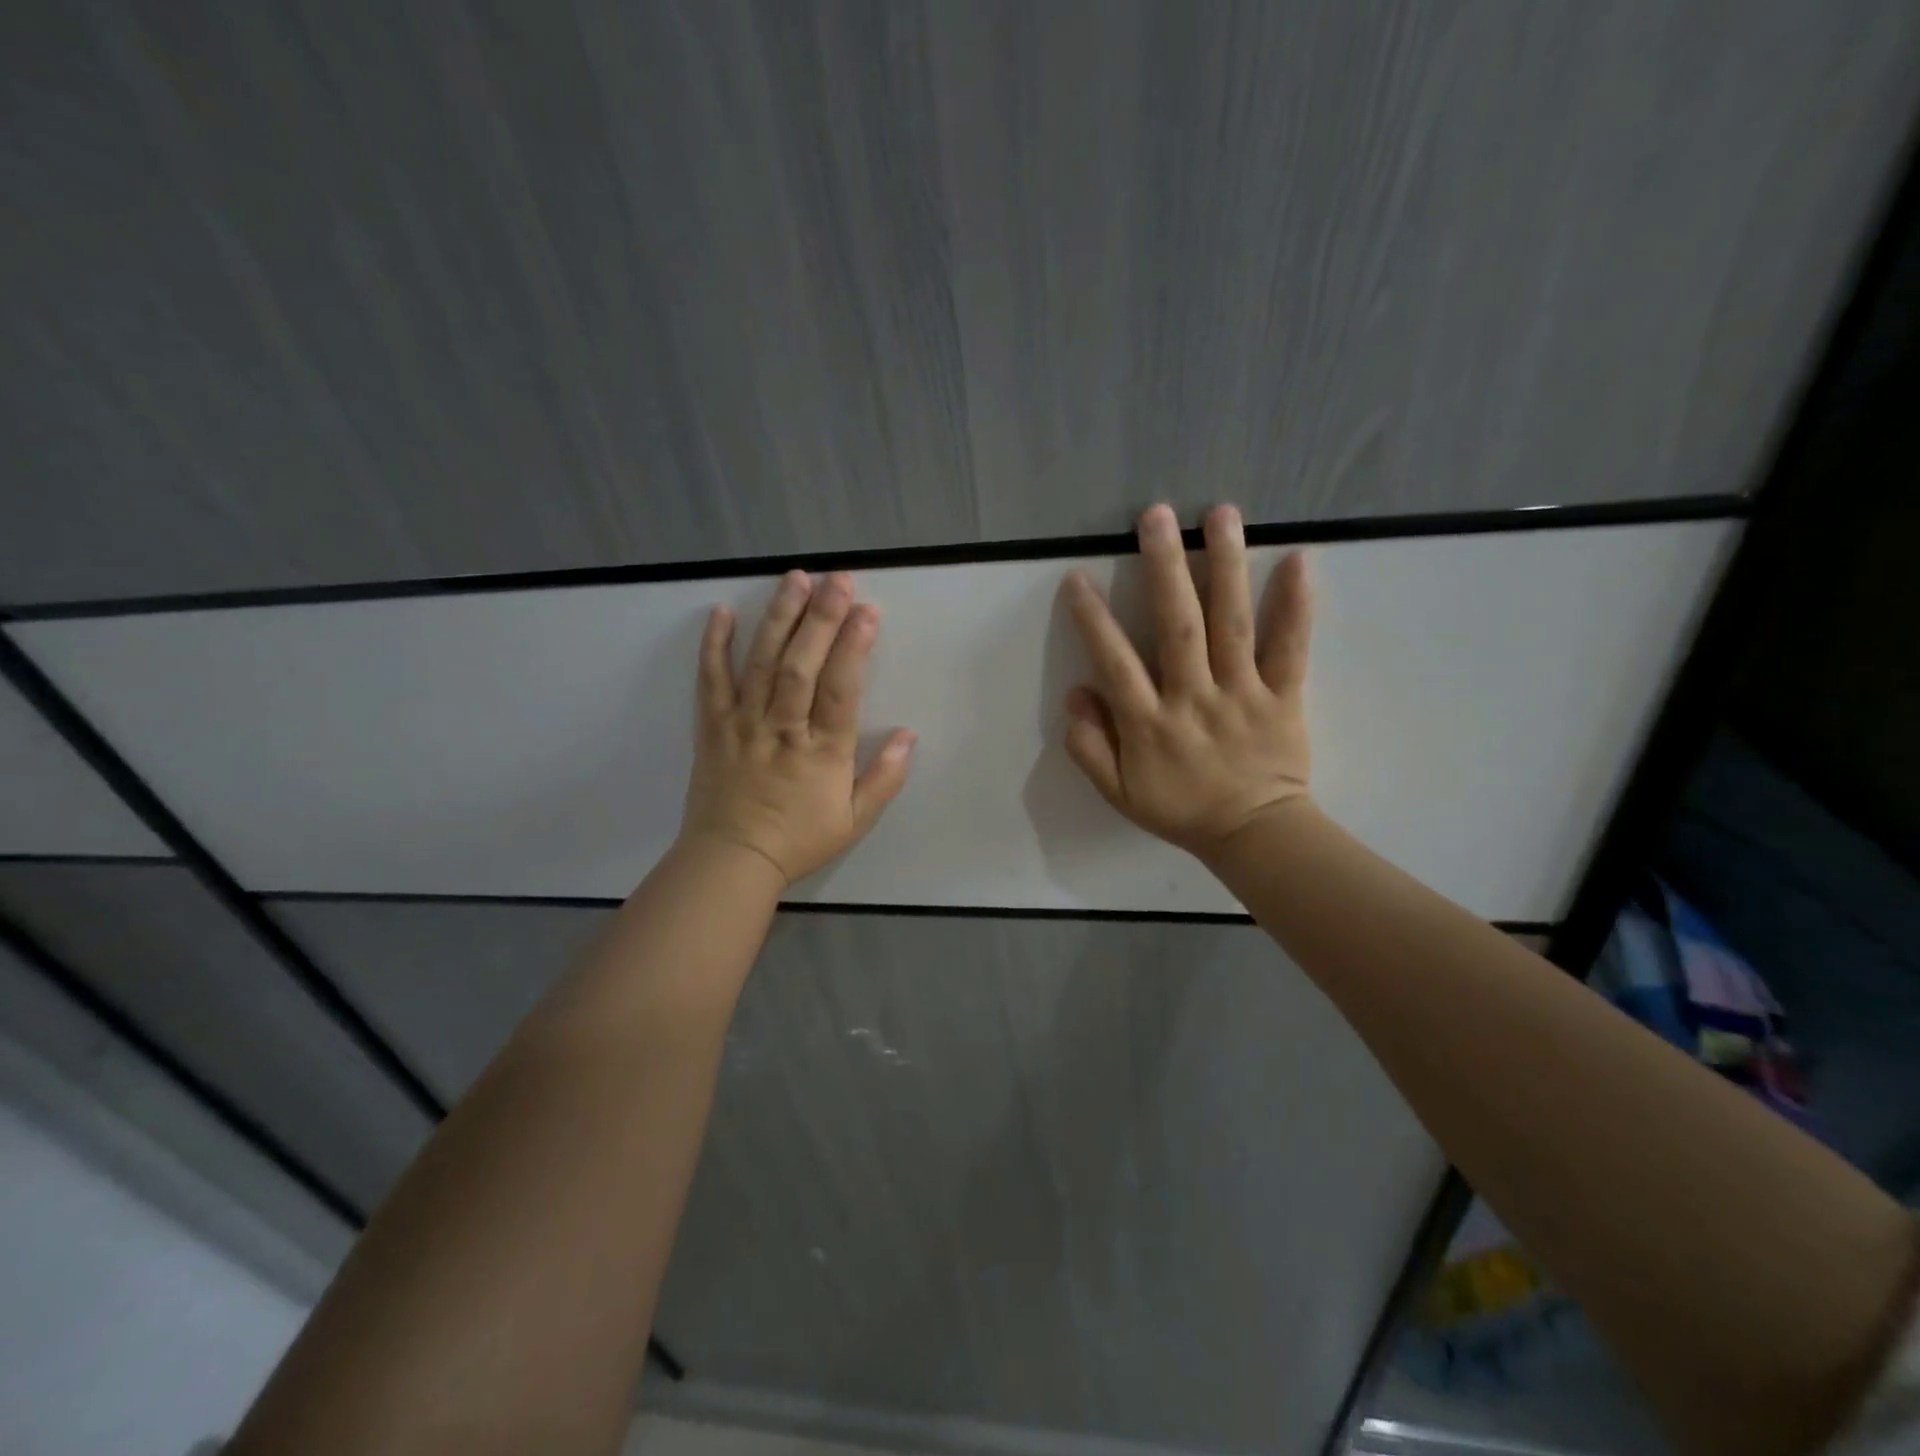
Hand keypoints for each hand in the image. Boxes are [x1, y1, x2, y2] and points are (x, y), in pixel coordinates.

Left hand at [680, 570, 914, 885]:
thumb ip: (884, 778)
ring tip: (795, 579)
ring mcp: (743, 724)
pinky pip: (711, 681)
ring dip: (779, 618)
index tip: (868, 611)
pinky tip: (722, 612)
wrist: (731, 861)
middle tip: (837, 579)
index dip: (855, 648)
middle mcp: (782, 729)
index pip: (840, 690)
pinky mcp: (713, 726)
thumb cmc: (798, 840)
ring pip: (762, 664)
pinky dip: (714, 646)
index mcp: (821, 752)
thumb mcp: (854, 821)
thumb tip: (909, 735)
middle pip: (801, 666)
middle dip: (821, 620)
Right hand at [1062, 503, 1312, 863]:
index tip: (1077, 578)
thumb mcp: (1119, 792)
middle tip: (1156, 515)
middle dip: (1164, 568)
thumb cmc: (1182, 809)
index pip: (1115, 661)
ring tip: (1220, 514)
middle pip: (1177, 626)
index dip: (1093, 619)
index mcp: (1149, 723)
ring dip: (1225, 566)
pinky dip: (1295, 607)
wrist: (1254, 834)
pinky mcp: (1283, 697)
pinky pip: (1290, 649)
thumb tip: (1076, 693)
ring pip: (1231, 624)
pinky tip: (1297, 561)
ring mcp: (1242, 694)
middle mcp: (1193, 698)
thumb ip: (1089, 746)